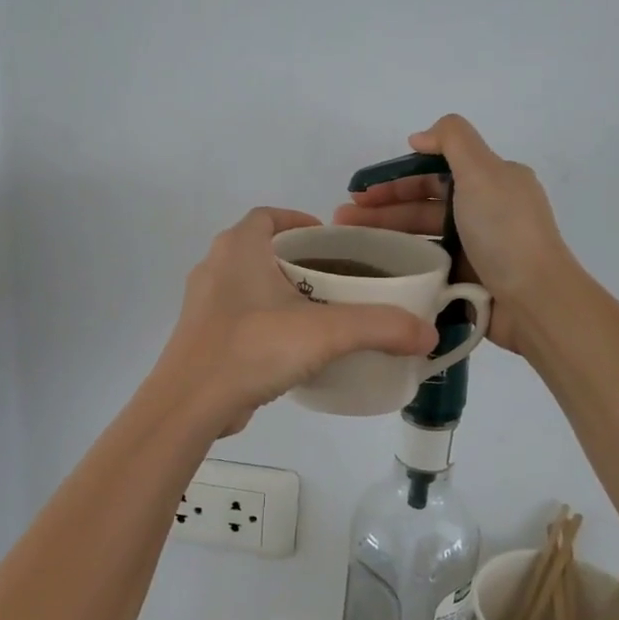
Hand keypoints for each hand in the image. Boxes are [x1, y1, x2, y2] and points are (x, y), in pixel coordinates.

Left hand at [159, 207, 438, 435]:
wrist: (190, 404)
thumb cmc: (253, 348)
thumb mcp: (326, 333)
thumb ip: (381, 327)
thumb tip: (428, 334)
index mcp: (238, 247)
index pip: (269, 215)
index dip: (300, 220)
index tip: (331, 242)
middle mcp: (215, 266)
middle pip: (262, 249)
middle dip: (299, 260)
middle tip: (337, 280)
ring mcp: (203, 304)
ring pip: (249, 284)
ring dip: (281, 292)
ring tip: (321, 314)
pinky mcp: (201, 336)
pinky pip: (239, 316)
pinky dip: (266, 321)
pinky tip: (292, 347)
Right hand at [334, 115, 576, 353]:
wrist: (534, 300)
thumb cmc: (504, 232)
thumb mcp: (483, 171)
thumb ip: (452, 139)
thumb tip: (419, 137)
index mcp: (492, 180)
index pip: (434, 171)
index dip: (396, 177)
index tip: (361, 190)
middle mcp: (485, 210)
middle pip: (424, 203)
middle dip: (382, 206)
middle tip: (342, 218)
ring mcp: (476, 247)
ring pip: (421, 234)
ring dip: (385, 233)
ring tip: (346, 243)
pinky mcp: (467, 278)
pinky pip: (427, 263)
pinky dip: (402, 261)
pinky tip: (374, 265)